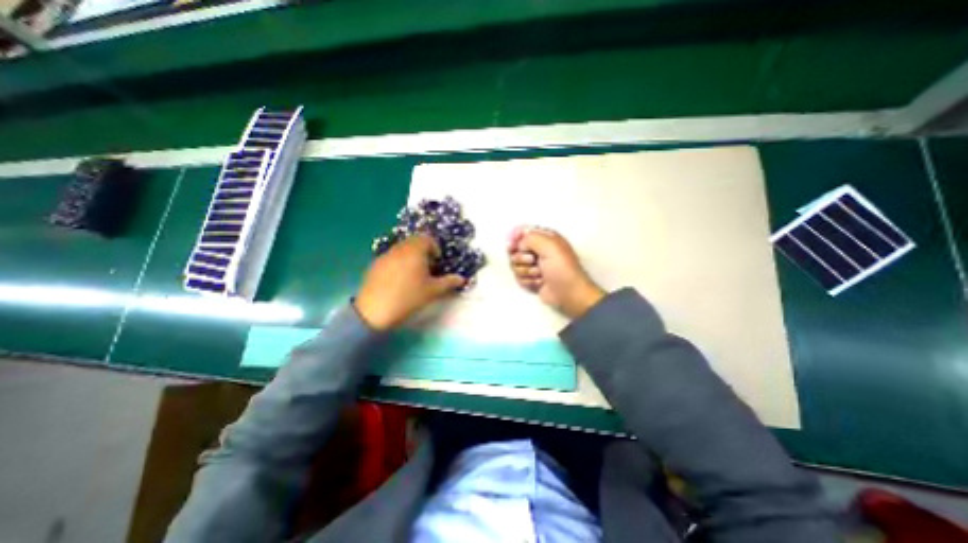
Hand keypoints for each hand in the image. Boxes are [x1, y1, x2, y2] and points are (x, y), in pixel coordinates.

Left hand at [355, 233, 463, 329]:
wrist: (374, 311)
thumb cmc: (409, 297)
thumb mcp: (433, 291)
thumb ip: (449, 282)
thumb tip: (461, 279)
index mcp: (414, 250)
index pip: (427, 238)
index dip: (434, 248)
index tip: (437, 262)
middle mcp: (399, 248)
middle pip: (413, 242)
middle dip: (423, 252)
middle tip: (427, 269)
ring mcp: (384, 256)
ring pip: (401, 250)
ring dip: (410, 257)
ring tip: (413, 276)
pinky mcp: (374, 265)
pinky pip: (390, 258)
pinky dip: (398, 264)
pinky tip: (398, 281)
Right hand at [507, 227, 603, 319]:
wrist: (568, 293)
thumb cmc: (562, 268)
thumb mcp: (549, 246)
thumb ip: (530, 238)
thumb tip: (517, 244)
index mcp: (544, 238)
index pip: (522, 232)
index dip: (515, 238)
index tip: (512, 246)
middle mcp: (537, 250)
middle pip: (514, 249)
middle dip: (521, 258)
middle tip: (532, 261)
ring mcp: (533, 265)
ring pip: (515, 265)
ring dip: (526, 271)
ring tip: (539, 275)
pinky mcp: (530, 279)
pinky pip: (518, 277)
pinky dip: (528, 281)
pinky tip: (539, 283)